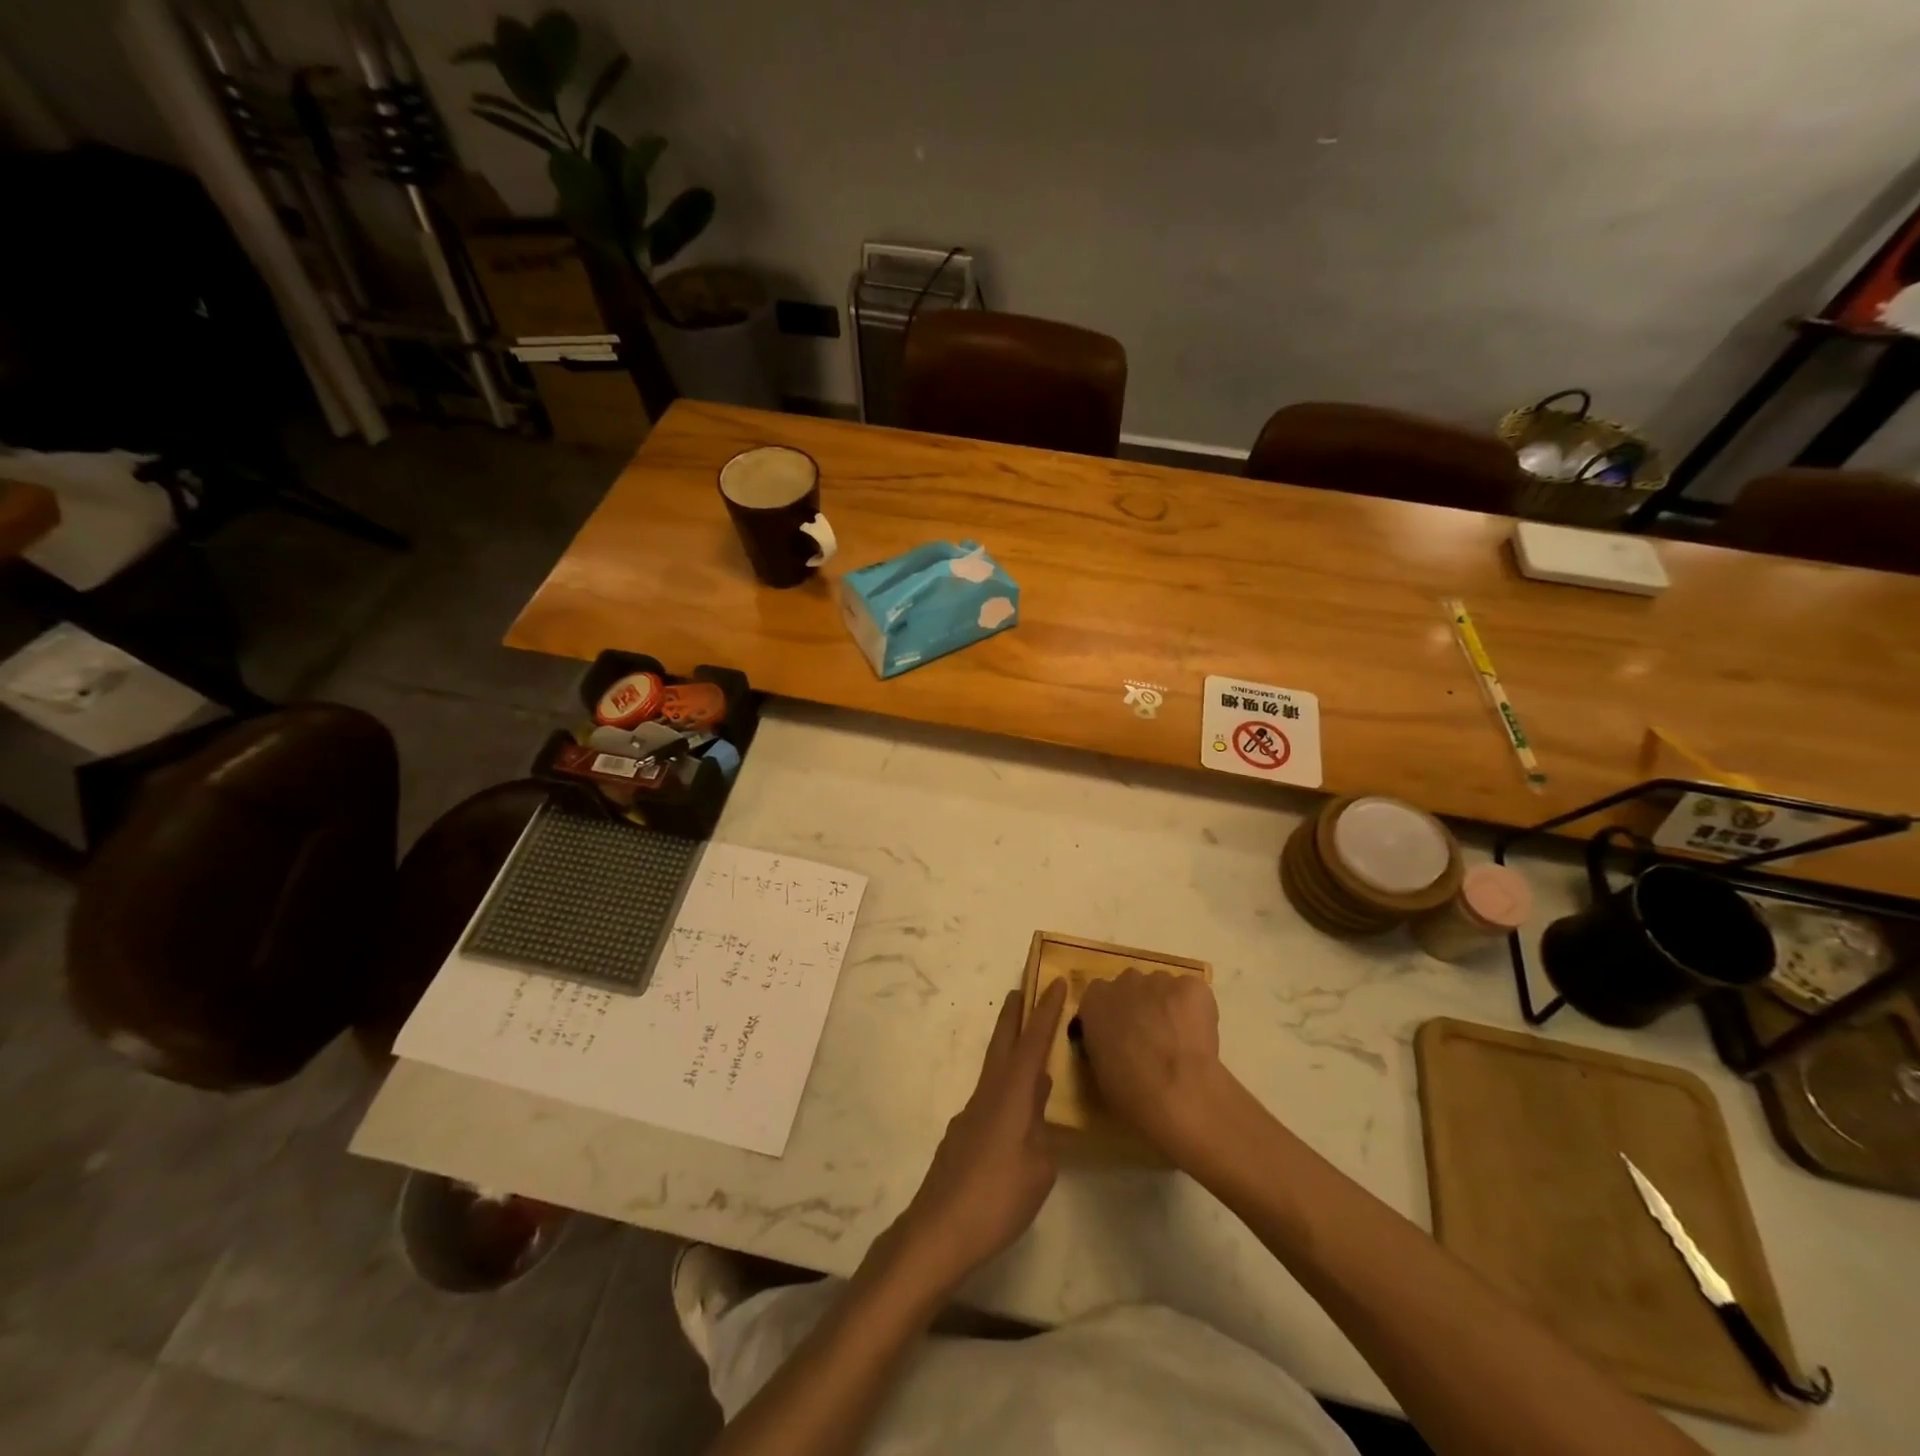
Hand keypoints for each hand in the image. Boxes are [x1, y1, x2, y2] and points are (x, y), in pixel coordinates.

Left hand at [893, 980, 1066, 1292]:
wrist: (938, 1229)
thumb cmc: (997, 1197)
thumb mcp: (1039, 1170)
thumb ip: (1042, 1137)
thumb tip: (1037, 1119)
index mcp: (1011, 1095)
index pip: (1033, 1043)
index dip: (1046, 1012)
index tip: (1056, 981)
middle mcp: (989, 1094)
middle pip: (1003, 1043)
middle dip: (1015, 1015)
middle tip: (1023, 989)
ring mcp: (972, 1114)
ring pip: (996, 1070)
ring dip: (1011, 1050)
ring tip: (1030, 1049)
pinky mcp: (963, 1136)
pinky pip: (991, 1098)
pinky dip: (1007, 1089)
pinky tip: (1018, 1114)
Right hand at [1076, 969, 1231, 1159]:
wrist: (1175, 1089)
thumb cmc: (1129, 1089)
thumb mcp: (1099, 1068)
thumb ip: (1102, 1043)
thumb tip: (1114, 1044)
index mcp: (1095, 999)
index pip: (1100, 997)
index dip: (1114, 1016)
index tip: (1122, 1037)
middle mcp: (1125, 980)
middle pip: (1132, 986)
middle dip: (1141, 1006)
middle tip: (1152, 1039)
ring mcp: (1160, 980)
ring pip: (1164, 988)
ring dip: (1168, 1007)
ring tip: (1180, 1041)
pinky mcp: (1193, 986)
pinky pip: (1193, 993)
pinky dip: (1196, 1010)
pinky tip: (1199, 1036)